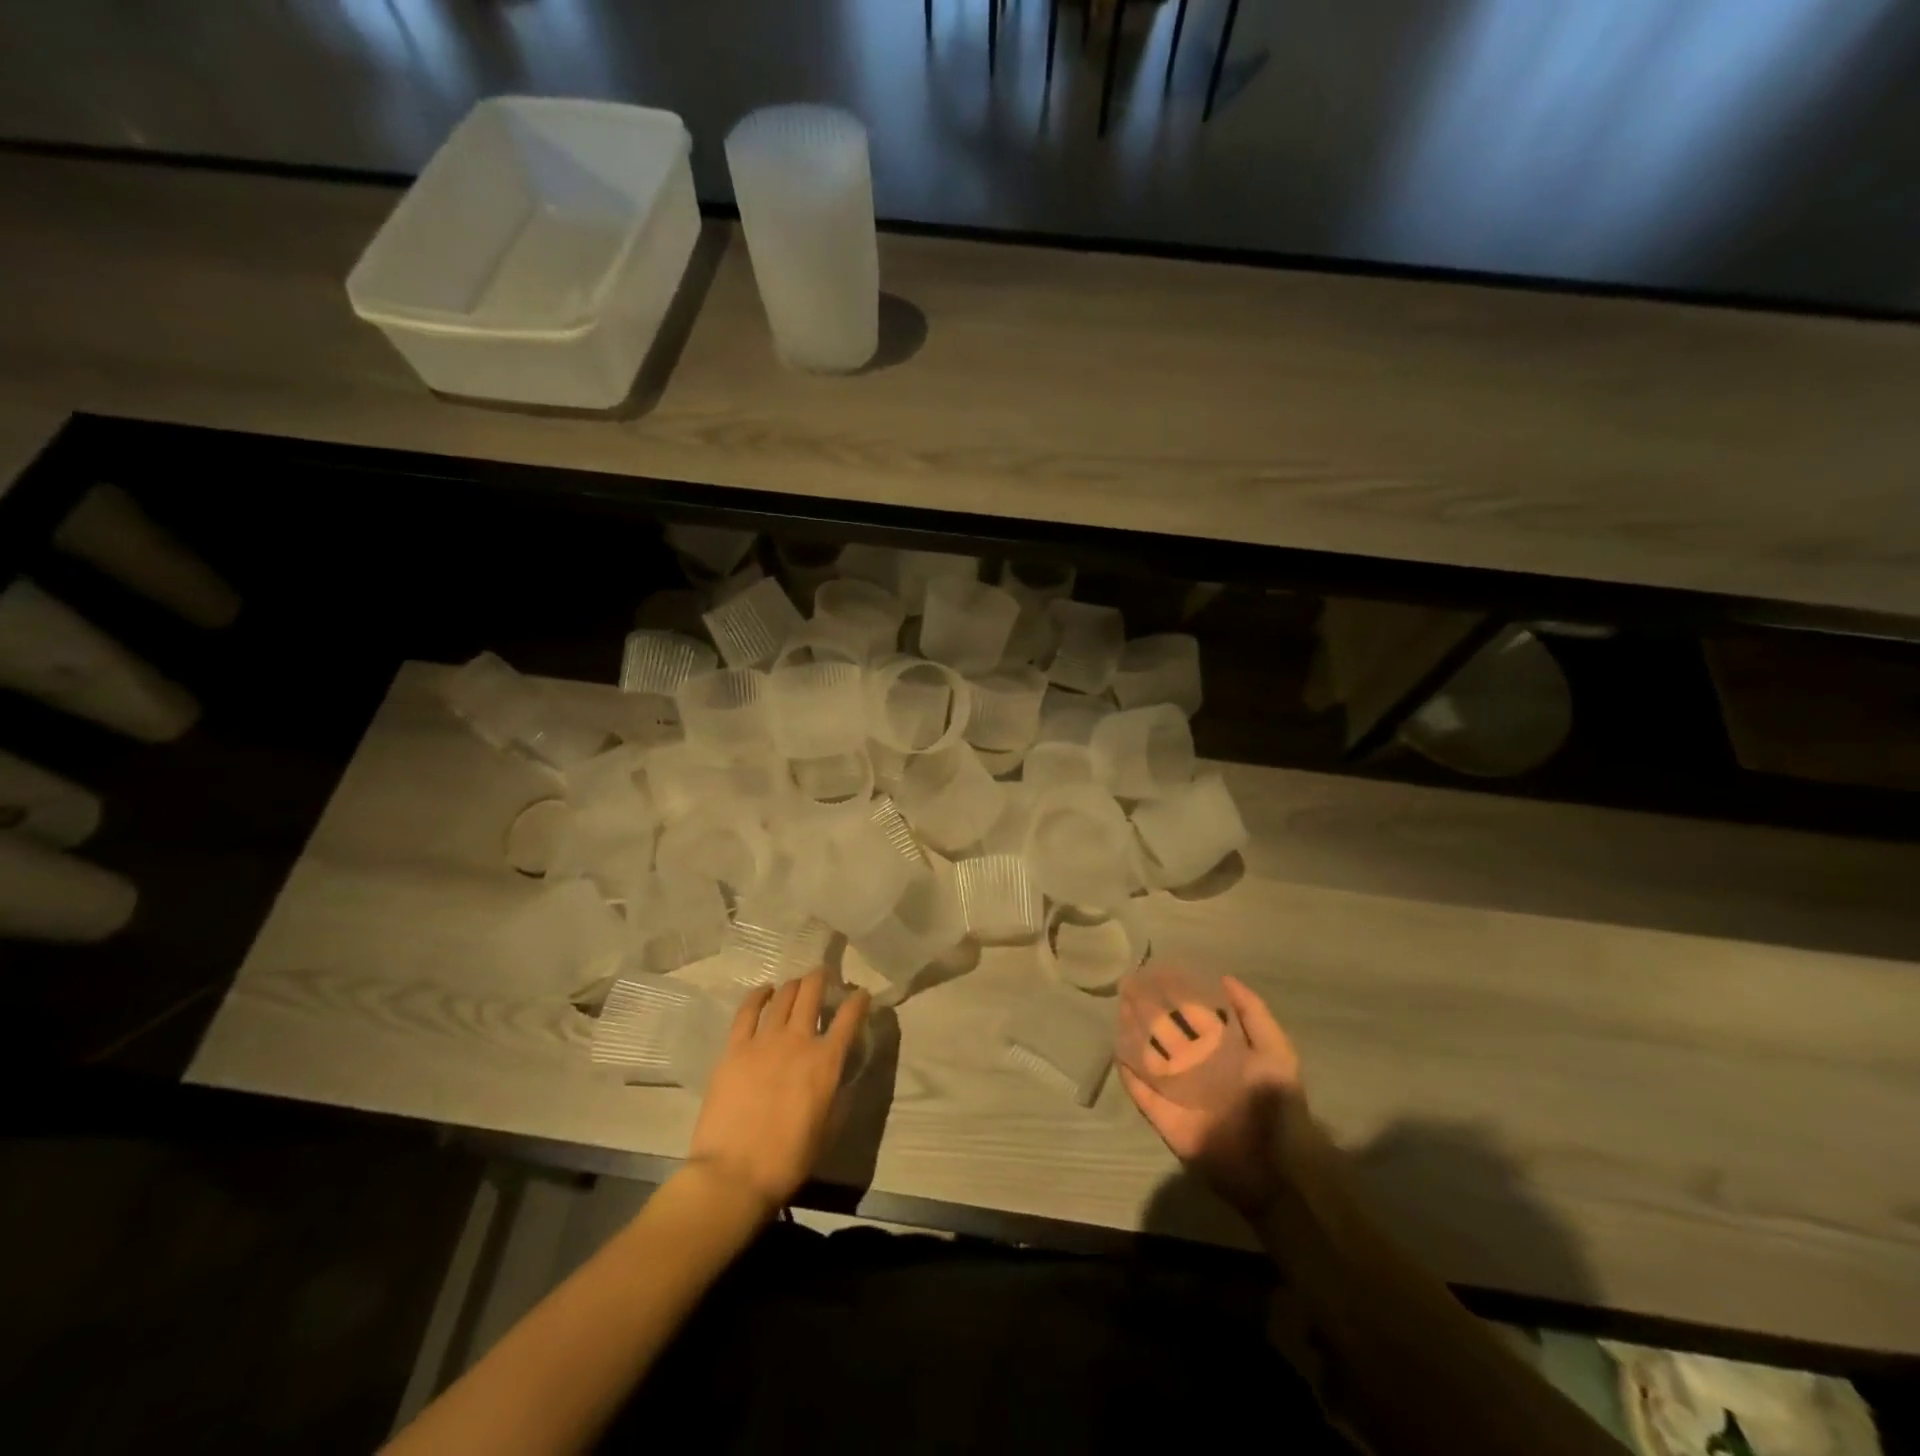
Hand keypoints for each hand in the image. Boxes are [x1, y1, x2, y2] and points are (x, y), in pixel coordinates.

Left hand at [686, 969, 868, 1217]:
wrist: (734, 1173)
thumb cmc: (788, 1159)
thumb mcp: (829, 1128)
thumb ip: (837, 1093)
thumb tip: (840, 1073)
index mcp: (827, 1061)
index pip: (850, 1017)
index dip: (859, 1000)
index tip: (862, 994)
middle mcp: (799, 1040)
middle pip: (812, 993)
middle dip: (822, 978)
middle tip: (824, 974)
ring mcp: (764, 1040)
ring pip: (784, 996)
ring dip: (794, 985)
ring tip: (797, 983)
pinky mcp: (735, 1048)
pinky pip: (748, 1011)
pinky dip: (759, 996)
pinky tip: (764, 991)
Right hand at [1120, 974, 1308, 1220]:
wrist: (1277, 1171)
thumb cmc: (1279, 1106)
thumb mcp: (1276, 1053)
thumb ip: (1253, 1015)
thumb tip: (1224, 978)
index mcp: (1222, 1052)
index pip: (1194, 1018)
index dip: (1177, 996)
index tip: (1157, 973)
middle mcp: (1198, 1069)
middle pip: (1167, 1034)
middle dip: (1148, 1011)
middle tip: (1128, 987)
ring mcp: (1178, 1094)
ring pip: (1149, 1059)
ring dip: (1134, 1035)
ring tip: (1119, 1010)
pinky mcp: (1165, 1119)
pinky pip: (1142, 1094)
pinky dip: (1129, 1076)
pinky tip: (1117, 1052)